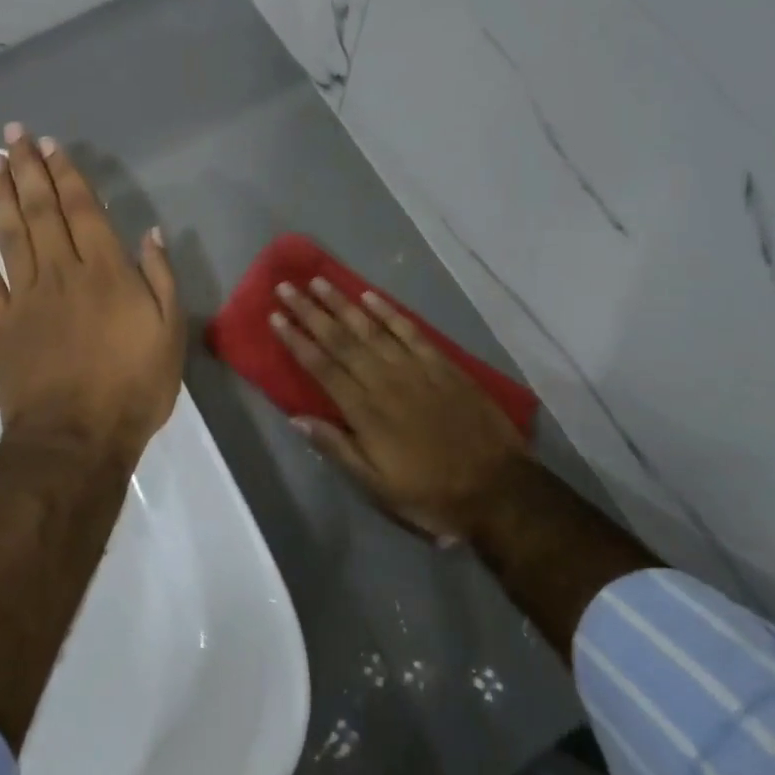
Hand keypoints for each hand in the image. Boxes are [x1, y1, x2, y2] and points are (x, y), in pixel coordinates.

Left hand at [0, 124, 184, 462]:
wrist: (75, 439)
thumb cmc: (133, 388)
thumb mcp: (170, 334)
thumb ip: (161, 280)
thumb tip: (151, 233)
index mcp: (105, 273)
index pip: (83, 211)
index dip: (67, 175)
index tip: (51, 146)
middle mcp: (62, 273)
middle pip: (42, 212)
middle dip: (28, 170)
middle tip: (13, 134)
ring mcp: (25, 298)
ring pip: (11, 236)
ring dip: (1, 197)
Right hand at [273, 279, 531, 540]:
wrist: (498, 488)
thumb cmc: (431, 493)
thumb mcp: (377, 486)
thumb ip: (338, 448)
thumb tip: (297, 418)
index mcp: (366, 412)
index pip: (322, 367)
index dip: (297, 340)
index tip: (276, 317)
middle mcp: (385, 381)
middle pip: (341, 339)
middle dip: (311, 311)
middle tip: (287, 286)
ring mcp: (416, 369)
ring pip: (372, 328)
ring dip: (343, 303)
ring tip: (319, 281)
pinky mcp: (443, 365)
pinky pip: (410, 331)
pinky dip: (389, 312)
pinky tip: (370, 296)